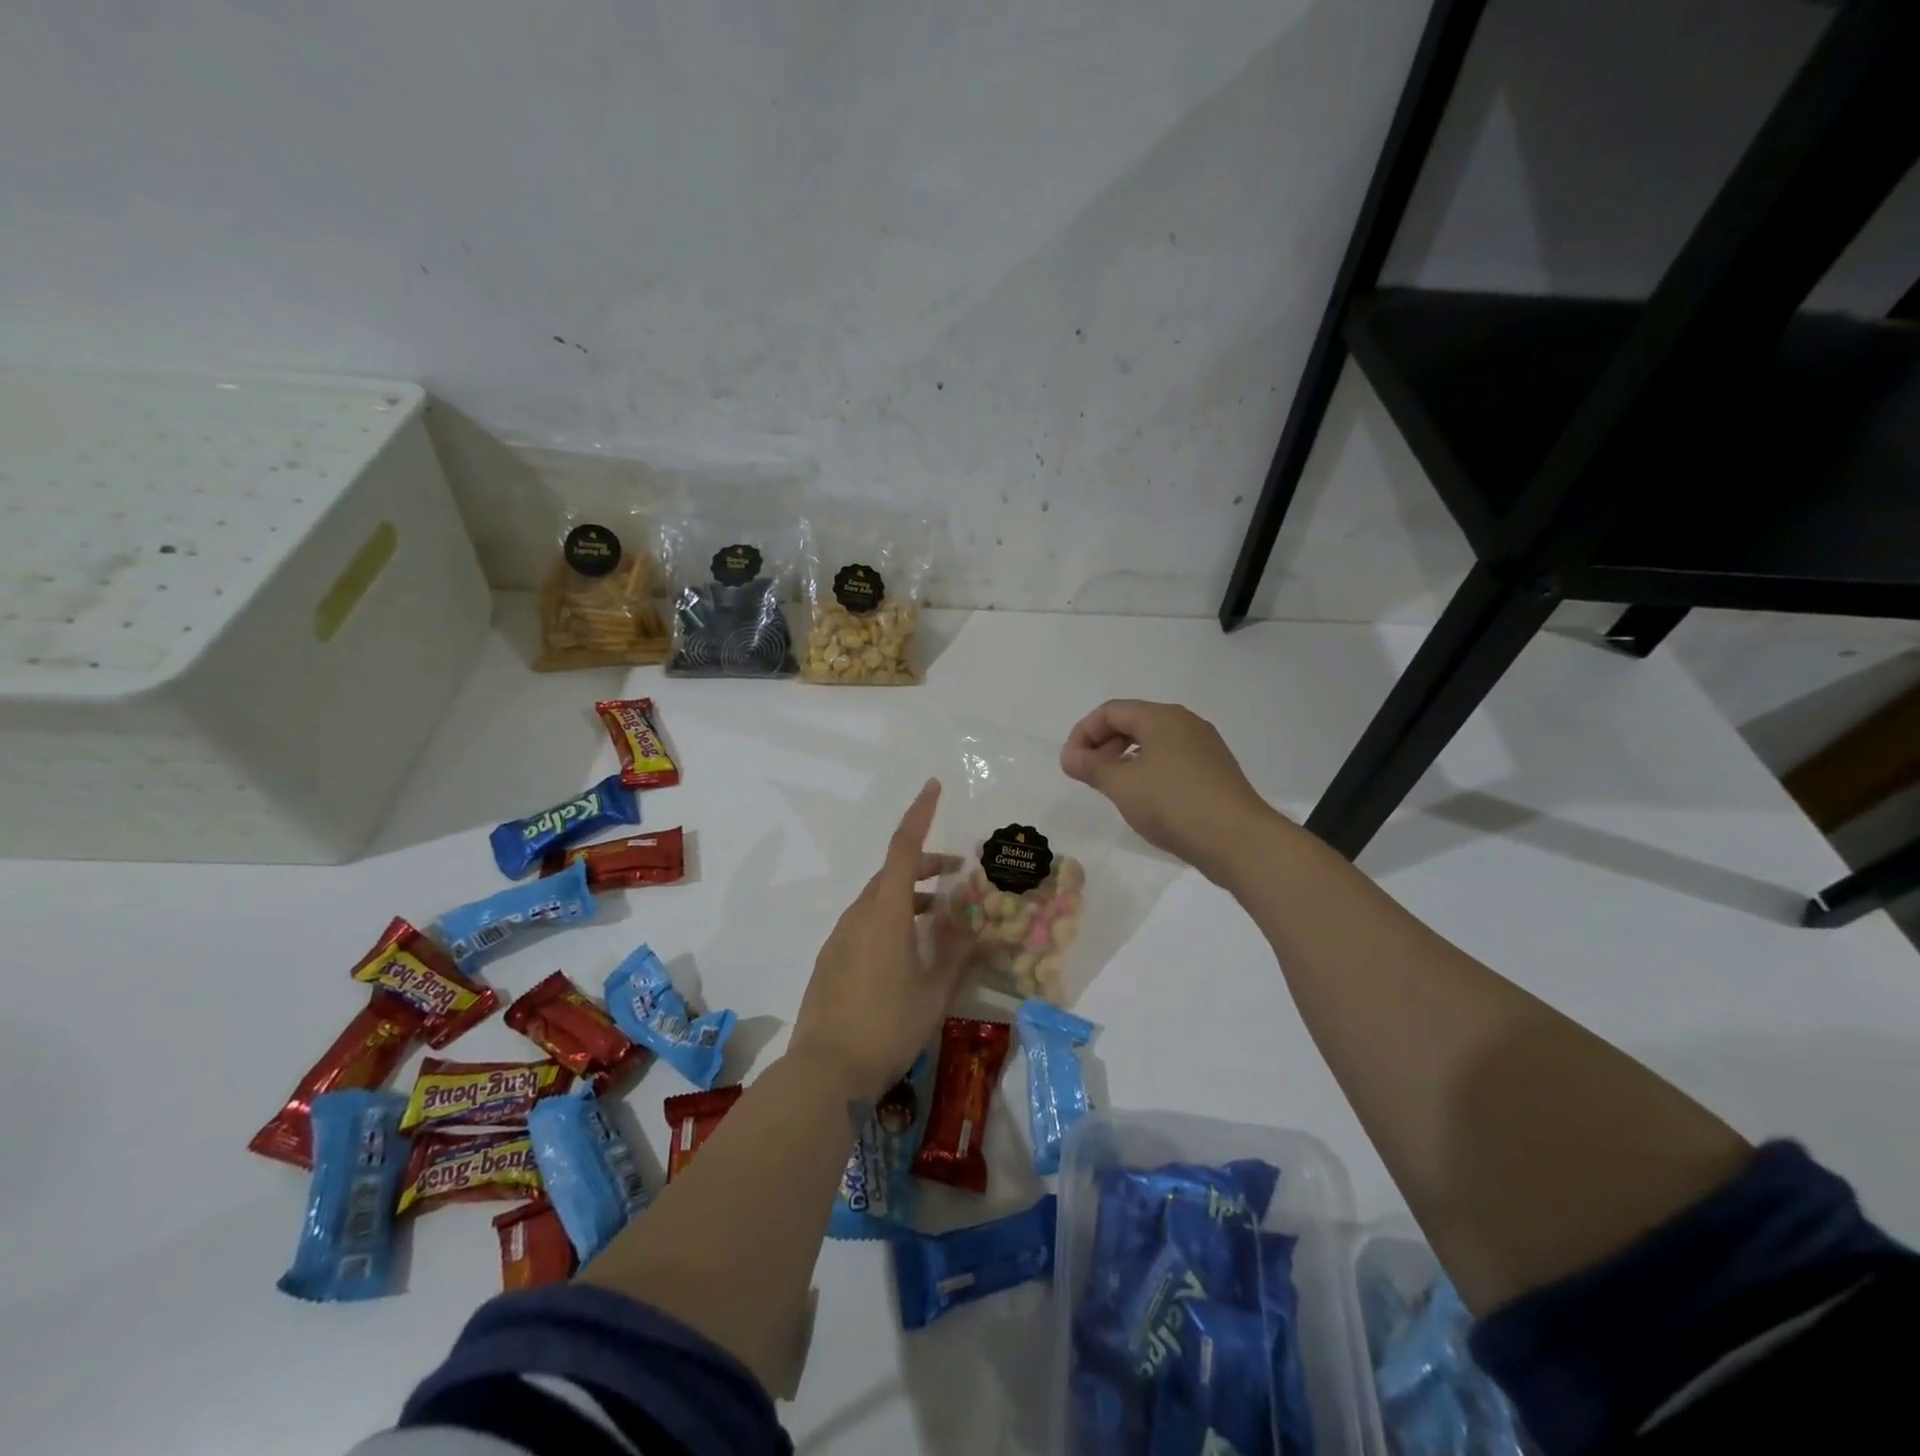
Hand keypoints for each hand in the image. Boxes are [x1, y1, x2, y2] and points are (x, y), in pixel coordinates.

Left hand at [789, 779, 969, 1100]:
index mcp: (885, 913)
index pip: (904, 848)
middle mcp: (859, 915)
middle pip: (893, 873)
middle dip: (926, 865)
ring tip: (941, 918)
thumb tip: (985, 930)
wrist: (824, 1071)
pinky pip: (866, 922)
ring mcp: (840, 937)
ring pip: (879, 900)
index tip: (933, 786)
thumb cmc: (887, 1026)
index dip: (920, 814)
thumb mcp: (935, 992)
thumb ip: (960, 956)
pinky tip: (909, 951)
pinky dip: (892, 919)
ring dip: (910, 897)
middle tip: (958, 875)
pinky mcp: (831, 959)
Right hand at [1060, 700, 1280, 882]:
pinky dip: (1148, 771)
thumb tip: (1070, 756)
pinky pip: (1171, 760)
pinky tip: (1144, 799)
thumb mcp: (1122, 785)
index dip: (1083, 733)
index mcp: (1162, 717)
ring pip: (1153, 742)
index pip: (1111, 711)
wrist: (1237, 840)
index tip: (1070, 763)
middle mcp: (1185, 723)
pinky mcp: (1214, 772)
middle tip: (1087, 774)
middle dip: (1103, 744)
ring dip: (1124, 759)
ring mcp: (1204, 747)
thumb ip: (1091, 766)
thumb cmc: (1172, 804)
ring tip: (1112, 788)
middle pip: (1133, 722)